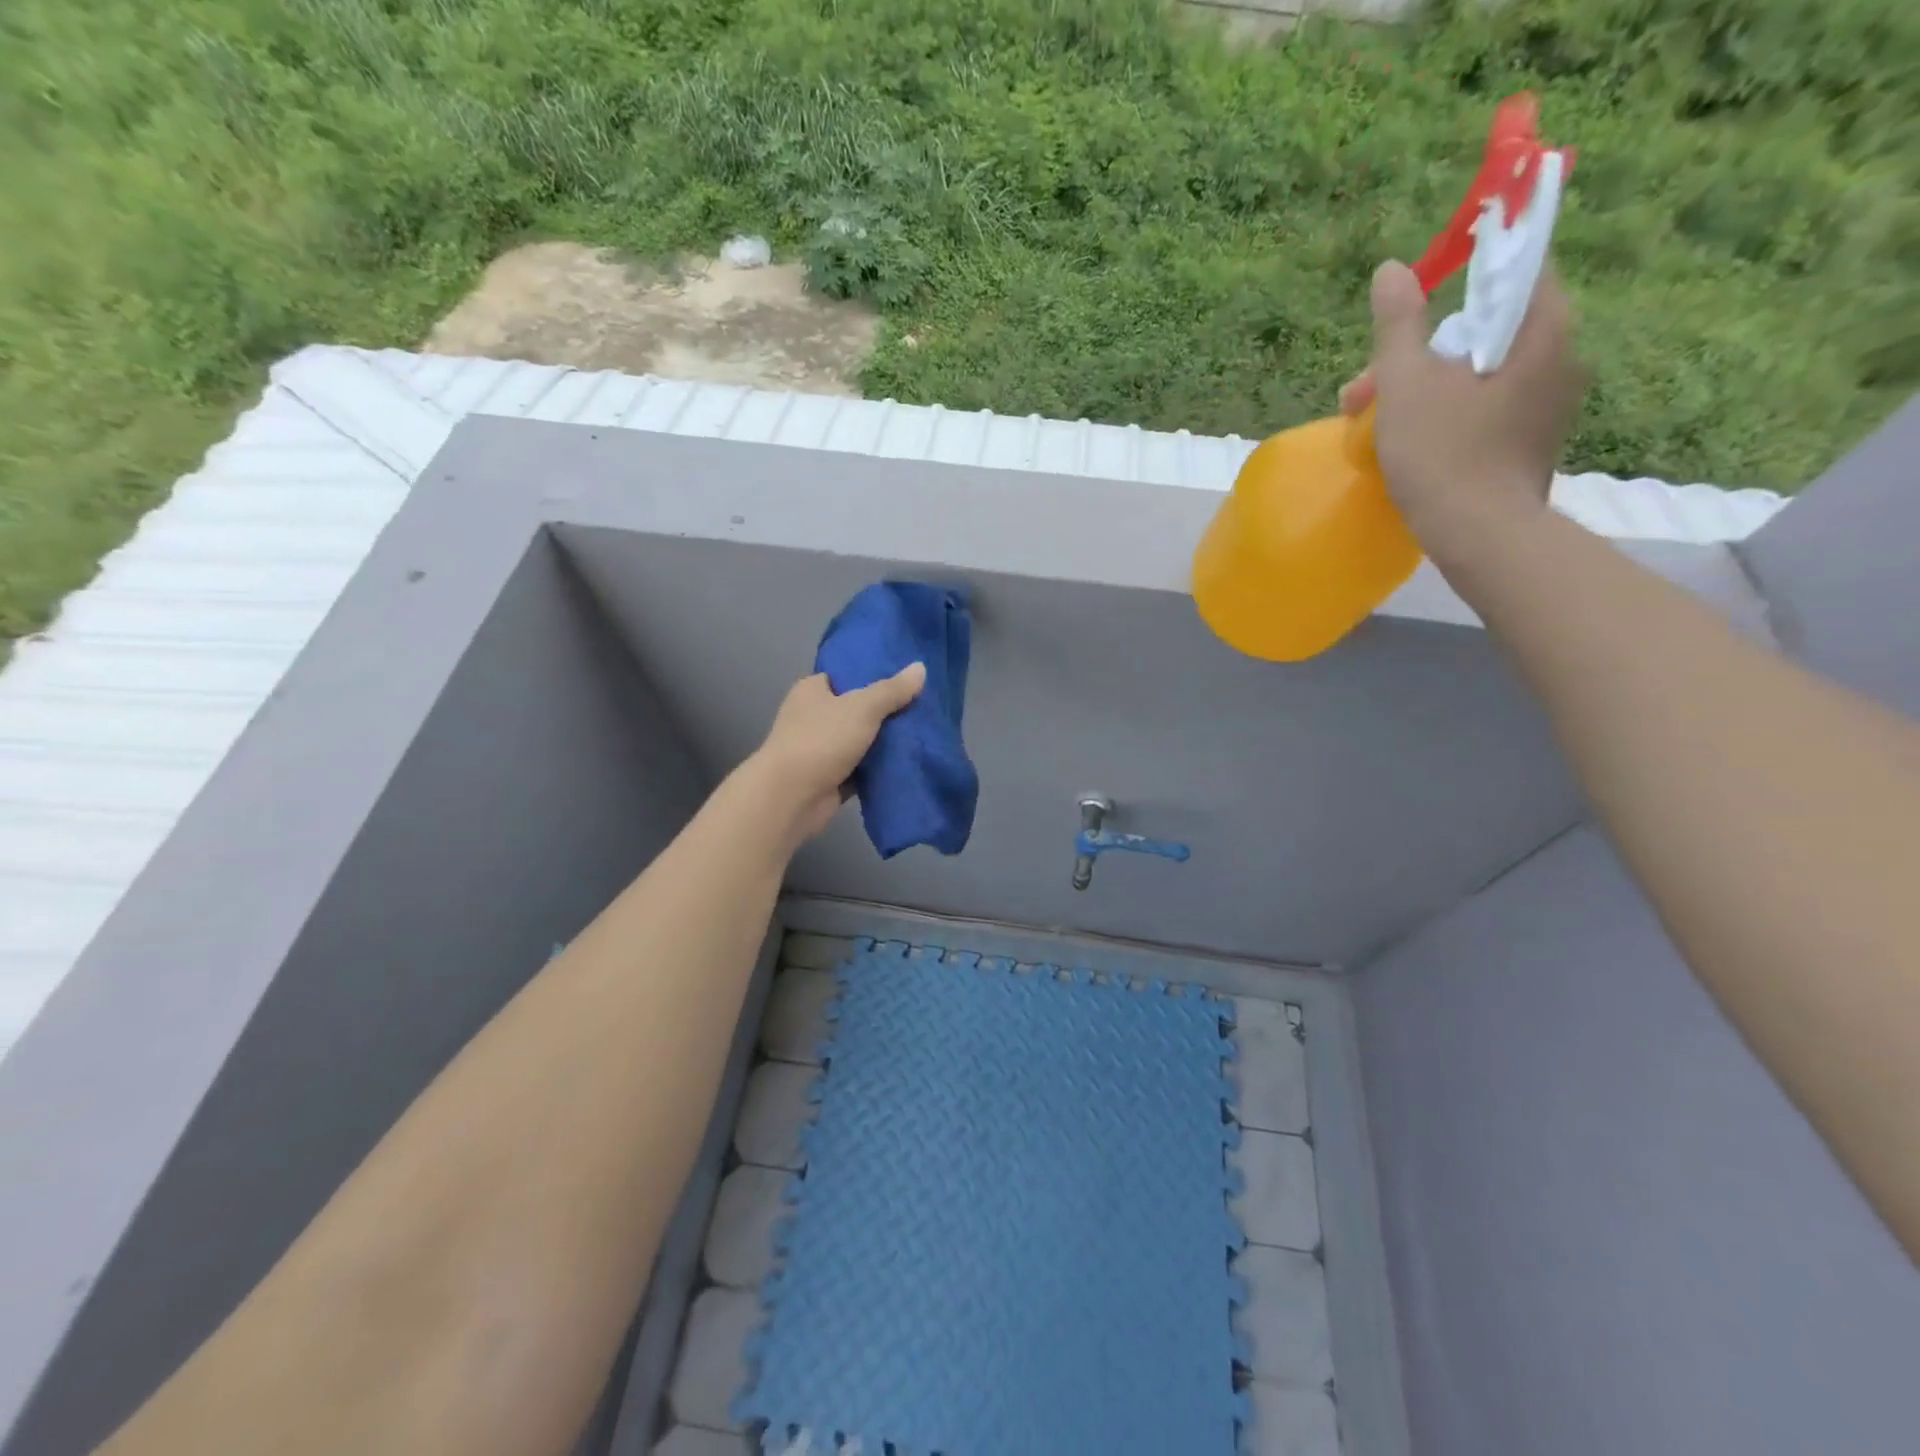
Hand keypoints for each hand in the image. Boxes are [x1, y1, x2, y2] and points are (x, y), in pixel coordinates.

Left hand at [745, 664, 926, 843]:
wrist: (791, 797)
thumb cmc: (821, 740)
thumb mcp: (862, 708)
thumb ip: (892, 690)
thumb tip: (920, 668)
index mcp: (812, 691)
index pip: (844, 675)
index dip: (872, 675)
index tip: (905, 678)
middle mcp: (813, 717)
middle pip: (856, 709)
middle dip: (885, 711)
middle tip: (922, 706)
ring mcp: (821, 749)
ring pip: (861, 740)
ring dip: (885, 742)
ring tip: (923, 733)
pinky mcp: (830, 778)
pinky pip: (861, 769)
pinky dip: (879, 768)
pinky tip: (909, 762)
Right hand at [1340, 260, 1586, 567]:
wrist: (1480, 536)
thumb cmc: (1443, 453)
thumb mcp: (1406, 384)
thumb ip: (1398, 325)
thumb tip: (1391, 270)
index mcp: (1542, 330)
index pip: (1516, 269)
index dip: (1464, 274)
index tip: (1417, 303)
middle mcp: (1560, 358)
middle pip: (1484, 331)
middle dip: (1418, 354)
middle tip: (1363, 392)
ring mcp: (1549, 405)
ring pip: (1479, 374)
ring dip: (1425, 388)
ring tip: (1373, 425)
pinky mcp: (1532, 442)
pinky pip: (1487, 408)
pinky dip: (1448, 414)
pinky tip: (1411, 444)